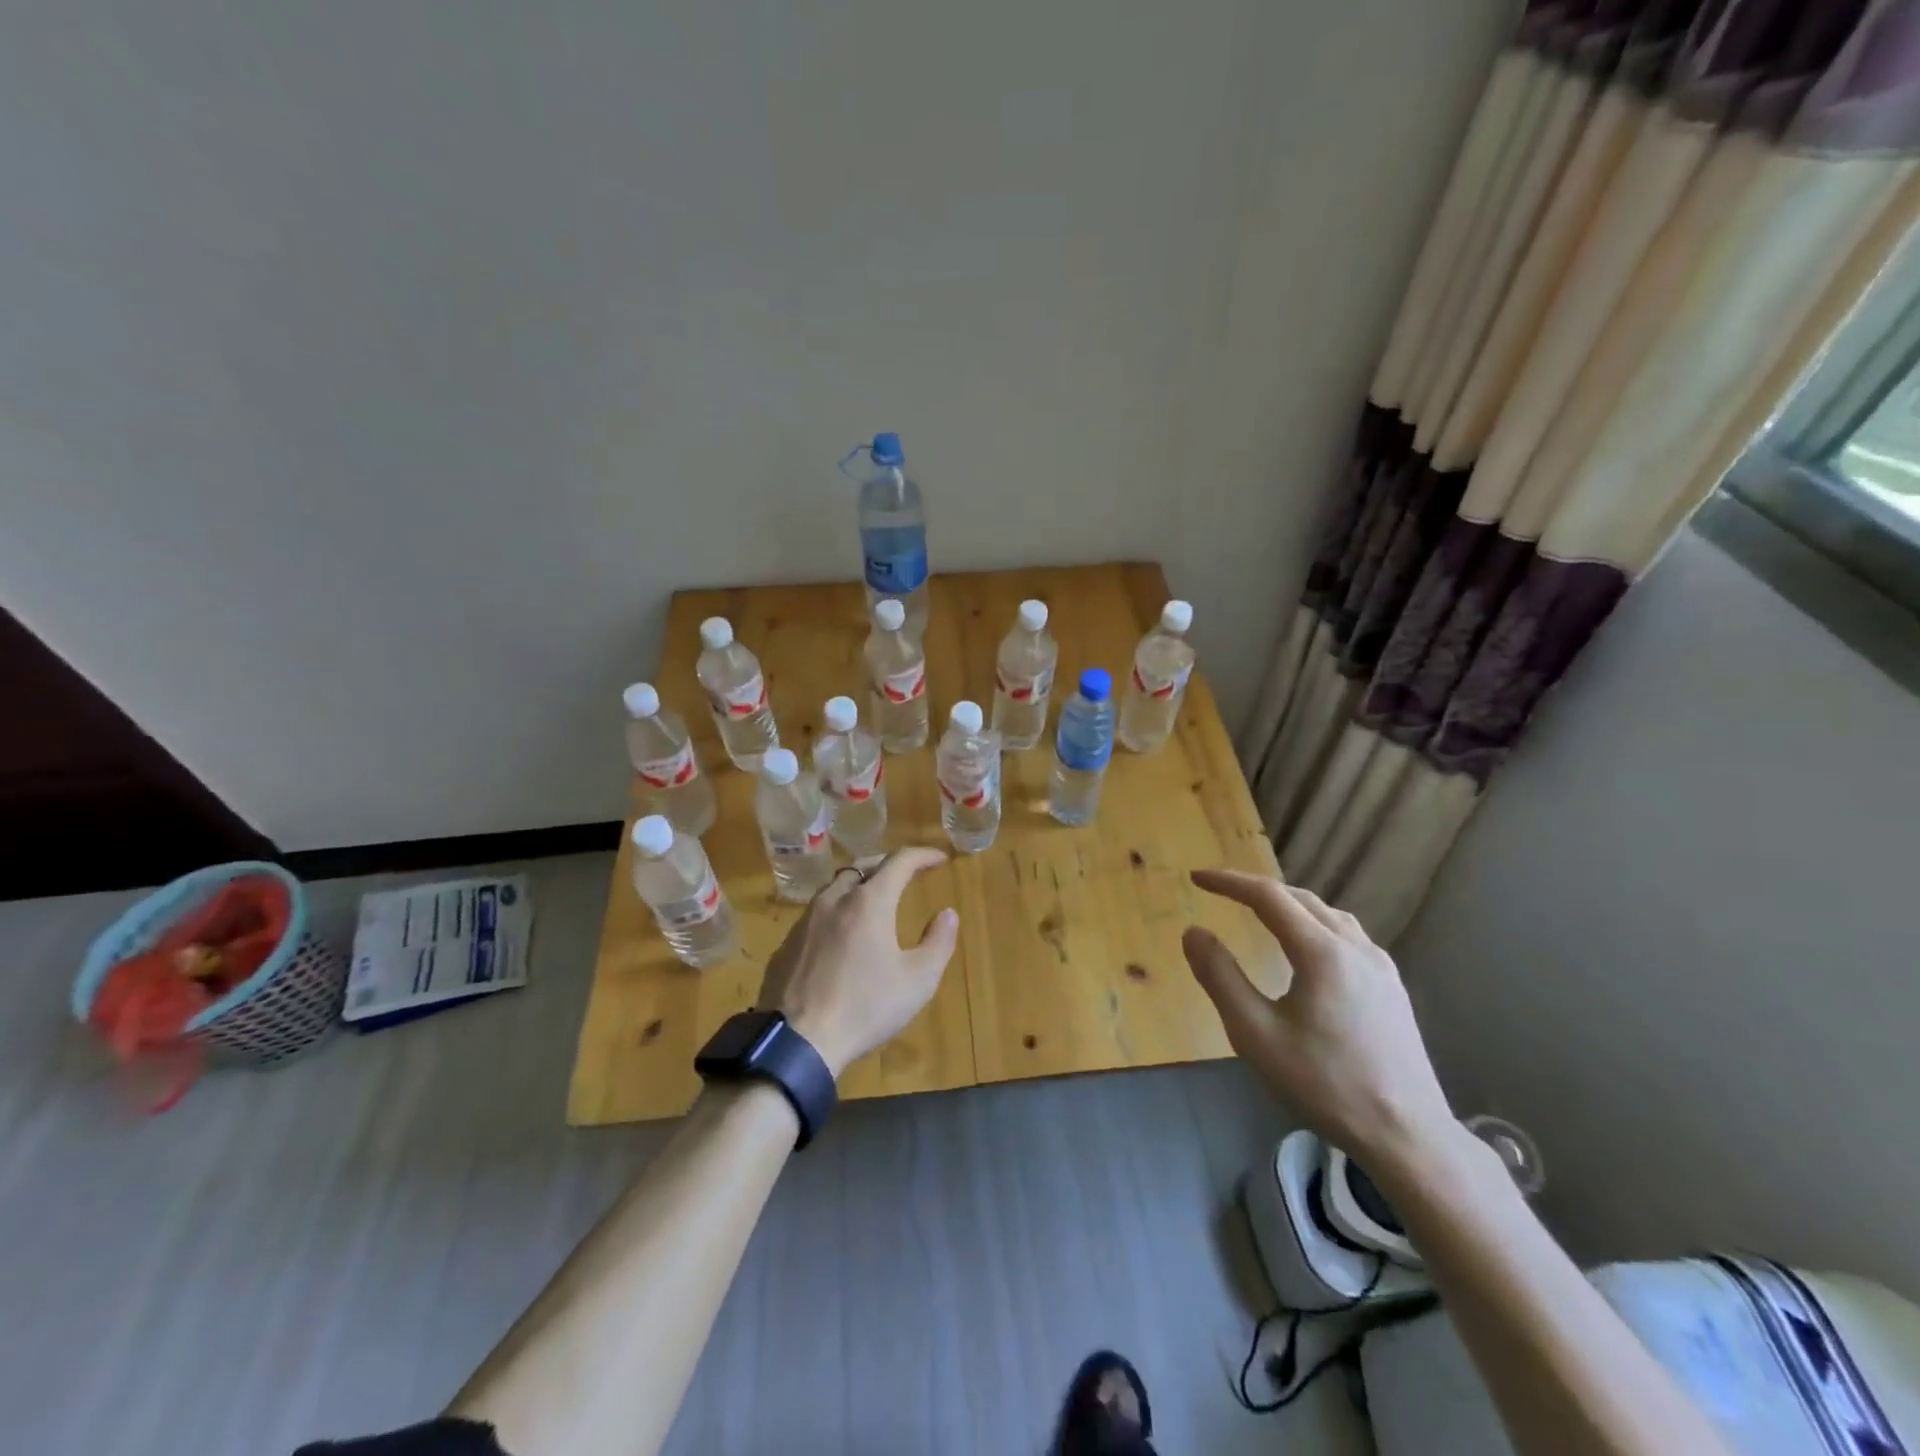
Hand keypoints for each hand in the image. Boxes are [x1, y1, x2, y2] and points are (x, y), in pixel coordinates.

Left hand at [756, 848, 959, 1079]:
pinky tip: (840, 937)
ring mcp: (805, 921)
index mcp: (869, 902)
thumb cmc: (865, 1008)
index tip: (939, 859)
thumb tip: (947, 914)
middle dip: (888, 865)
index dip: (923, 855)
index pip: (899, 862)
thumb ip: (938, 942)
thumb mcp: (917, 981)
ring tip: (873, 900)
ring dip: (858, 886)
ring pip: (834, 888)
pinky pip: (815, 915)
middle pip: (863, 867)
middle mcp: (834, 900)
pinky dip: (836, 913)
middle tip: (906, 875)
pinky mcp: (786, 944)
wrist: (797, 1042)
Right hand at [1182, 868, 1457, 1178]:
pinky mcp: (1393, 988)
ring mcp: (1380, 967)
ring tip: (1260, 911)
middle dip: (1257, 889)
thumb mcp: (1255, 1034)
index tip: (1196, 878)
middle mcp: (1355, 947)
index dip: (1229, 882)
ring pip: (1328, 915)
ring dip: (1288, 904)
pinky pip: (1348, 935)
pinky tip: (1308, 949)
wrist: (1407, 1136)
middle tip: (1221, 892)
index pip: (1268, 896)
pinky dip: (1314, 924)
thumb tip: (1193, 932)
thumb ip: (1220, 977)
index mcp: (1321, 952)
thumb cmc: (1324, 1084)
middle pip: (1300, 898)